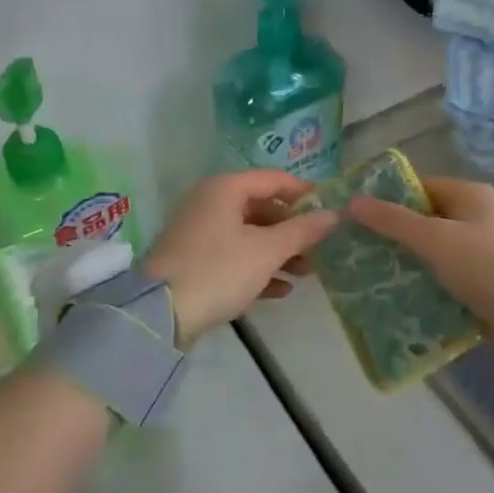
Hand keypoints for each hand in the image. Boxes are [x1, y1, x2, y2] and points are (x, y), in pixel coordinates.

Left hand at [145, 171, 339, 345]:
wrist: (160, 314)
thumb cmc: (219, 270)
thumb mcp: (266, 251)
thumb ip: (302, 231)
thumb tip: (333, 214)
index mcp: (225, 189)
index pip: (273, 179)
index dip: (303, 192)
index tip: (330, 208)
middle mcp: (210, 202)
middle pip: (261, 208)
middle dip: (292, 230)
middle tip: (319, 249)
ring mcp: (200, 232)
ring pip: (249, 234)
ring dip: (279, 252)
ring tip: (306, 273)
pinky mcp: (195, 260)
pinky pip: (234, 255)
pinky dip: (258, 268)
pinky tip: (282, 290)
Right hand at [349, 176, 493, 377]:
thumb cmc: (487, 267)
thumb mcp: (436, 239)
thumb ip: (393, 221)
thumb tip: (353, 201)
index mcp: (469, 197)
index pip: (418, 187)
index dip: (385, 197)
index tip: (352, 213)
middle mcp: (474, 220)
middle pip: (422, 221)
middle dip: (389, 234)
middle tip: (351, 247)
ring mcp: (478, 255)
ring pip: (429, 253)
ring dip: (402, 263)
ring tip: (362, 274)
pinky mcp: (478, 287)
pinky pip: (440, 280)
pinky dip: (419, 286)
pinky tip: (390, 296)